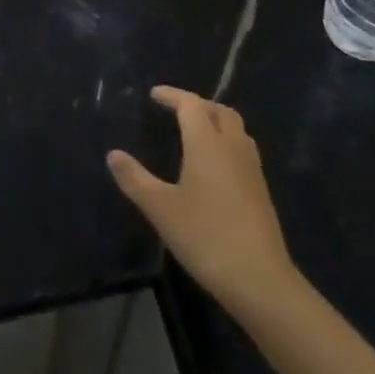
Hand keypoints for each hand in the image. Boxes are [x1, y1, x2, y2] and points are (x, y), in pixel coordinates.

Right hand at [108, 86, 300, 320]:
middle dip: (197, 105)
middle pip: (219, 111)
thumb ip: (135, 179)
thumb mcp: (161, 209)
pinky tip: (216, 166)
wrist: (260, 279)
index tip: (155, 94)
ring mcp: (251, 168)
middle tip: (177, 111)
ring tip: (197, 133)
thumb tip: (113, 154)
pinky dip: (228, 143)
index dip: (172, 95)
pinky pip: (243, 150)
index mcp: (207, 143)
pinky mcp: (262, 190)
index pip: (190, 104)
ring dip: (216, 121)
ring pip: (236, 129)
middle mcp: (232, 147)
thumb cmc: (206, 236)